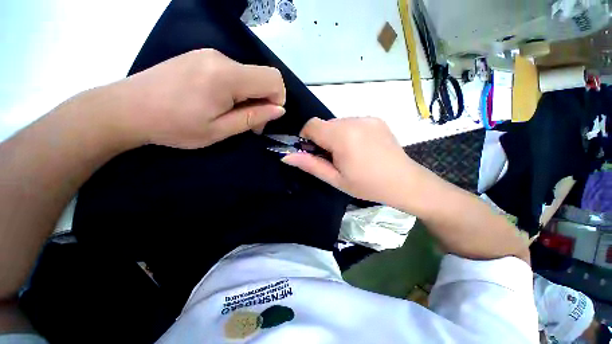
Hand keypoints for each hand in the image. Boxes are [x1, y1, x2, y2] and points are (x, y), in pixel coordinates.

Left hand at [110, 49, 285, 148]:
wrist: (126, 109)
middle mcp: (221, 58)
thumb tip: (279, 110)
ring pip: (249, 76)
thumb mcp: (219, 130)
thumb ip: (253, 117)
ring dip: (250, 97)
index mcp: (227, 76)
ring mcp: (210, 55)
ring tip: (231, 114)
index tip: (266, 118)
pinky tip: (220, 103)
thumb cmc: (174, 125)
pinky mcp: (202, 57)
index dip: (278, 99)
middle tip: (249, 122)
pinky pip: (234, 73)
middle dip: (265, 101)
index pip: (273, 78)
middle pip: (262, 76)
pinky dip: (237, 90)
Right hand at [282, 117, 420, 205]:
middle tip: (334, 159)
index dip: (307, 138)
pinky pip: (353, 122)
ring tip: (349, 154)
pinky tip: (361, 148)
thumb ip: (310, 165)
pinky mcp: (376, 119)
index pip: (312, 125)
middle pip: (325, 124)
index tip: (314, 153)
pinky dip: (349, 133)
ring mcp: (367, 118)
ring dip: (336, 136)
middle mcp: (354, 120)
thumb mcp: (335, 179)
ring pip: (338, 123)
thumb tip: (286, 156)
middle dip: (323, 139)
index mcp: (342, 136)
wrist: (405, 182)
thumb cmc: (367, 185)